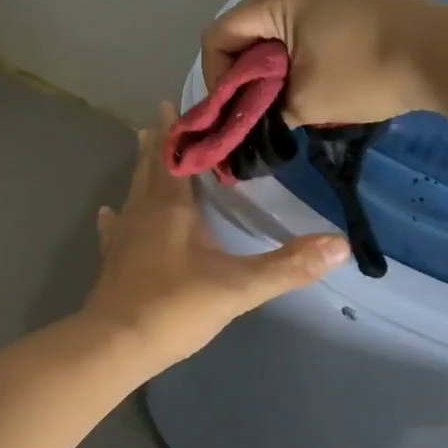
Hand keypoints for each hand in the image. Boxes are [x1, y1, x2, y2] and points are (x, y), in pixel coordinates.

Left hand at [84, 105, 349, 366]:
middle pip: (151, 167)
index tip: (177, 104)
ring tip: (142, 147)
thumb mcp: (239, 287)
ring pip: (132, 190)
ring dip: (140, 168)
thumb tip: (340, 245)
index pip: (175, 157)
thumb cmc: (175, 306)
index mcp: (171, 207)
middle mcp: (143, 211)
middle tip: (162, 116)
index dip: (178, 130)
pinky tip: (107, 212)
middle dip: (159, 142)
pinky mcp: (112, 259)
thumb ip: (288, 266)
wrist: (116, 343)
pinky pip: (113, 227)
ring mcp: (123, 235)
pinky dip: (114, 216)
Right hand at [201, 0, 447, 127]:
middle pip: (248, 25)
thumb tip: (251, 121)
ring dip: (276, 58)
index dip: (215, 77)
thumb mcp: (304, 103)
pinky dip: (303, 45)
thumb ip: (263, 110)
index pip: (218, 35)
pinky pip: (310, 15)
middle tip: (262, 104)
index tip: (234, 109)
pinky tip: (324, 70)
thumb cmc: (366, 74)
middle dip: (247, 68)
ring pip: (280, 21)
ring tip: (294, 91)